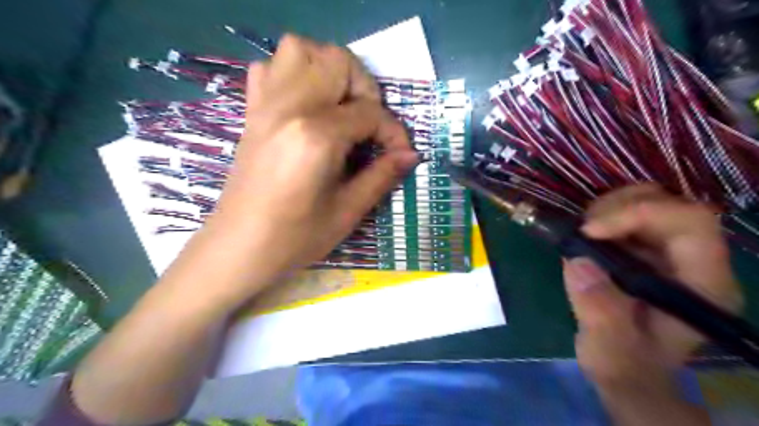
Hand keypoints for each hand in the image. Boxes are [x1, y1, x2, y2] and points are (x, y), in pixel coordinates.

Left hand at [207, 35, 414, 284]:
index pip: (369, 113)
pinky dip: (295, 74)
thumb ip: (382, 175)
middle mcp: (289, 108)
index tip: (400, 154)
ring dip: (330, 71)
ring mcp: (265, 105)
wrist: (239, 247)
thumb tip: (410, 155)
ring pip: (301, 50)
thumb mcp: (348, 211)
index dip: (393, 132)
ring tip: (340, 108)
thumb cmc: (295, 237)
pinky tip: (306, 106)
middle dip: (365, 89)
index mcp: (315, 136)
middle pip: (337, 61)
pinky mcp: (252, 112)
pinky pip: (270, 68)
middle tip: (369, 125)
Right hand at [562, 182, 742, 385]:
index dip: (639, 214)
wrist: (625, 368)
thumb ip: (601, 313)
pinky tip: (583, 237)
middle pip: (667, 203)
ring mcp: (667, 250)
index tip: (590, 231)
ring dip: (606, 208)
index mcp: (703, 284)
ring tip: (580, 234)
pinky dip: (599, 215)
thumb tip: (579, 262)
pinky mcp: (643, 247)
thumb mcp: (611, 351)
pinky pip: (625, 212)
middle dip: (617, 207)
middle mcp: (693, 259)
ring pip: (646, 200)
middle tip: (581, 230)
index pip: (691, 223)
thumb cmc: (626, 365)